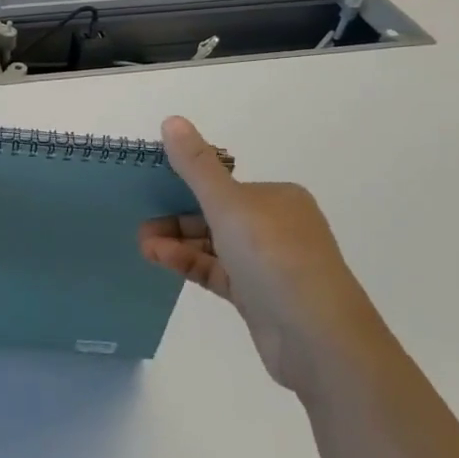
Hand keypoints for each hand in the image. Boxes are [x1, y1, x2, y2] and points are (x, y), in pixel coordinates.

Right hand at [140, 116, 384, 400]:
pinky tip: (160, 260)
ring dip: (178, 242)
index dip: (185, 186)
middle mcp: (277, 227)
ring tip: (143, 246)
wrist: (318, 337)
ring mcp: (269, 265)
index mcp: (278, 198)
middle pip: (216, 215)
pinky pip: (218, 272)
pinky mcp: (259, 297)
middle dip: (176, 219)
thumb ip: (196, 166)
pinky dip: (190, 264)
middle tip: (140, 226)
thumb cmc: (274, 257)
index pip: (224, 185)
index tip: (150, 193)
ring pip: (214, 245)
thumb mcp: (229, 204)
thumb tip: (172, 120)